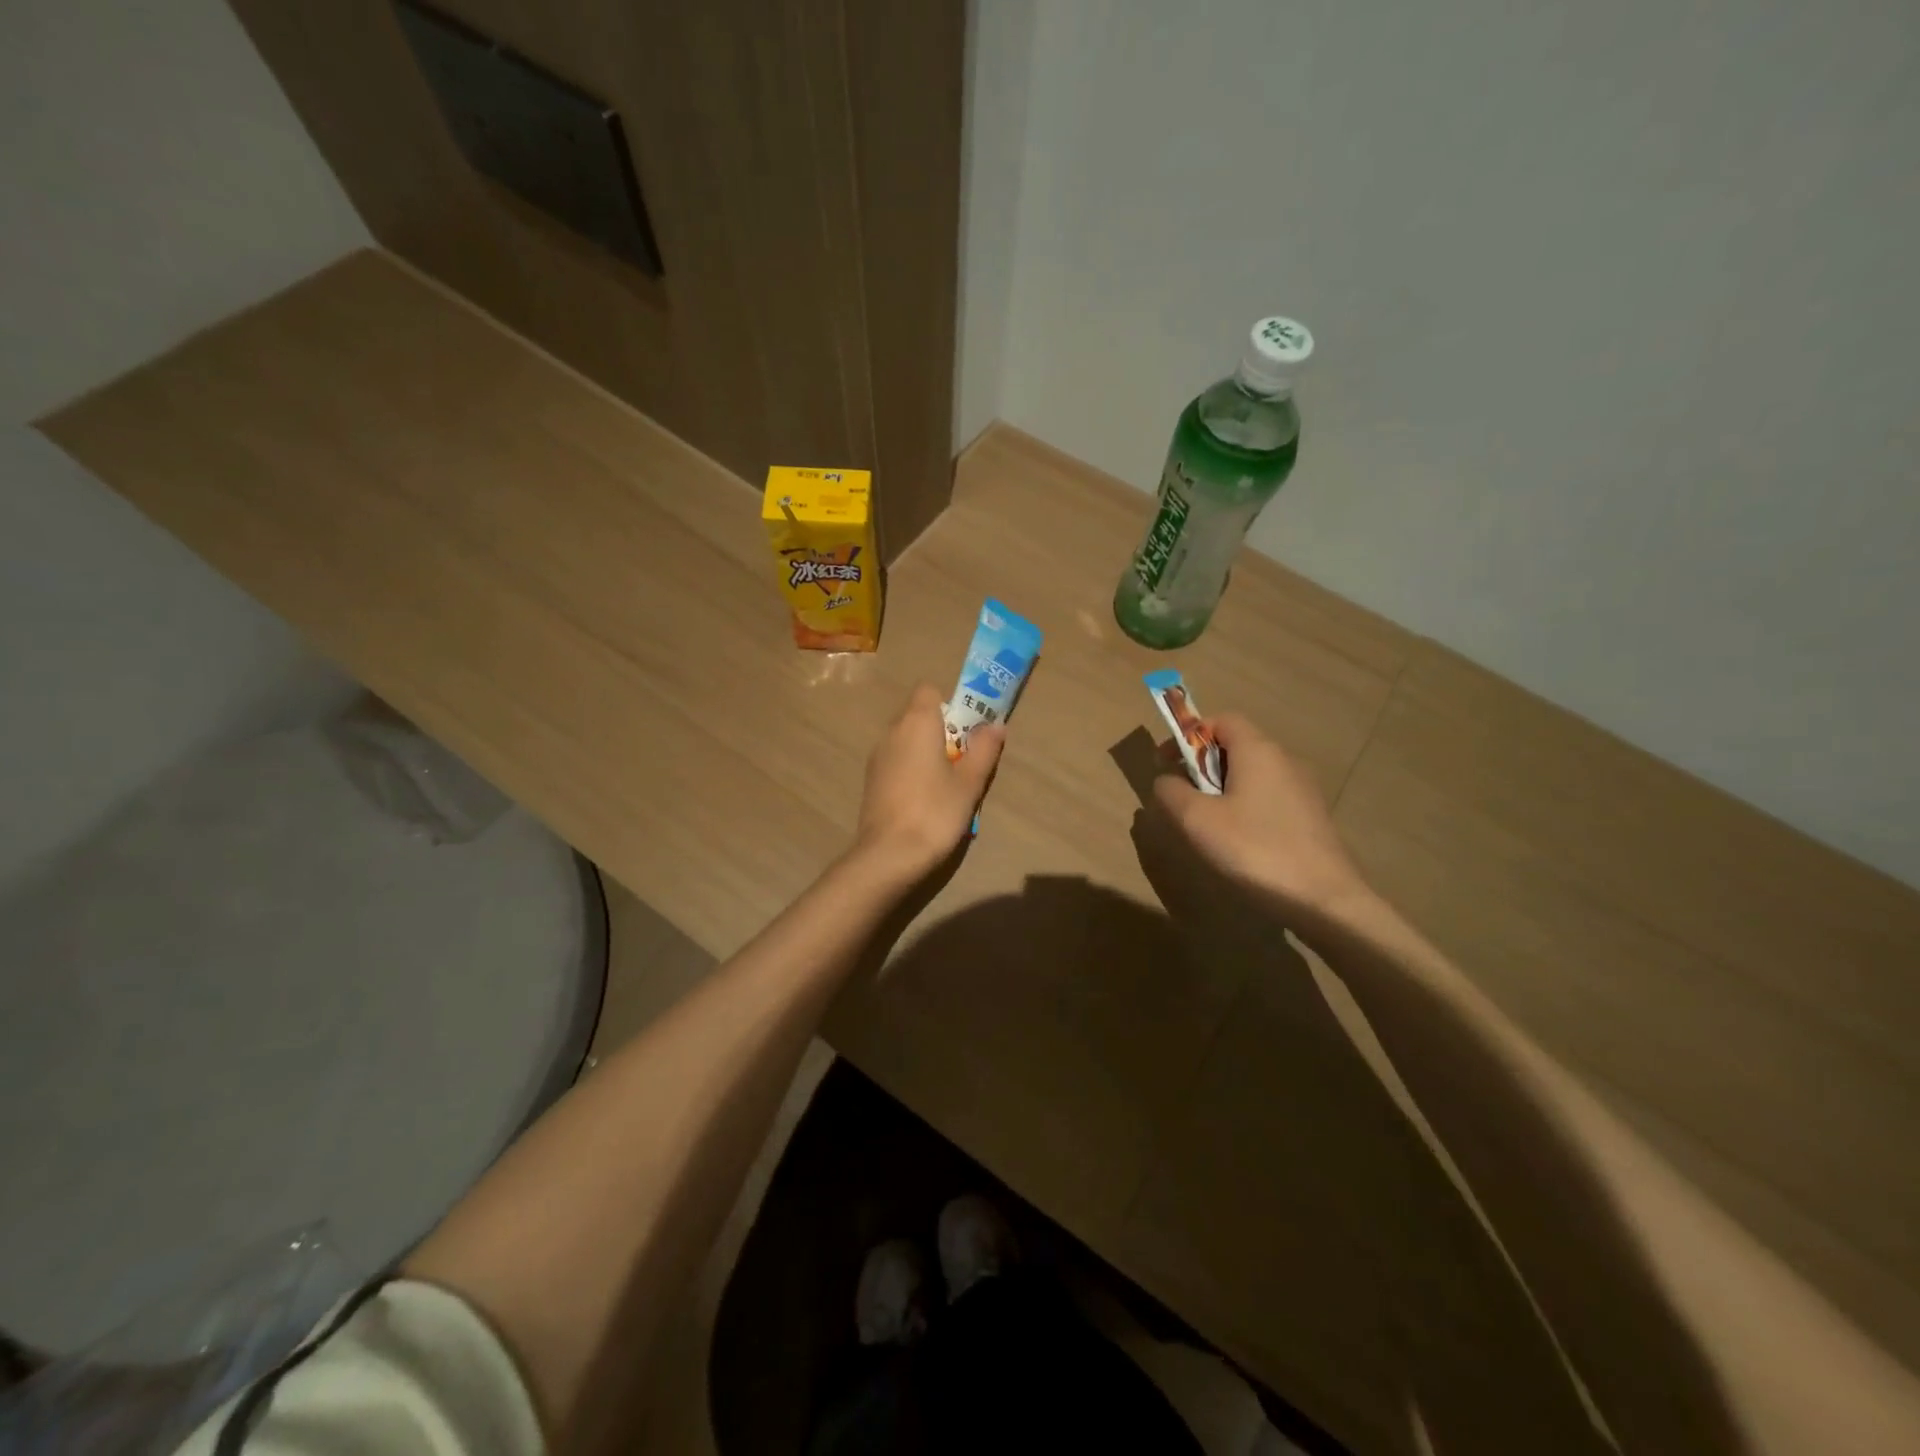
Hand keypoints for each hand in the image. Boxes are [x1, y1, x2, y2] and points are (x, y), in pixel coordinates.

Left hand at [854, 684, 1005, 879]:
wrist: (889, 855)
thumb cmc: (935, 812)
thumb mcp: (969, 782)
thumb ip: (984, 750)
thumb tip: (995, 725)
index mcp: (916, 722)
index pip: (929, 690)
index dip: (950, 704)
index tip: (967, 730)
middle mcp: (892, 731)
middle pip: (919, 715)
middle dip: (943, 730)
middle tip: (965, 760)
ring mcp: (877, 756)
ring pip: (907, 740)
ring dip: (927, 752)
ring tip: (947, 785)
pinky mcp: (871, 780)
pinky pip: (897, 761)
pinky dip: (912, 770)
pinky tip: (925, 800)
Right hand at [1150, 713, 1371, 926]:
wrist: (1323, 899)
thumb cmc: (1254, 849)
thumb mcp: (1197, 820)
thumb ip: (1171, 792)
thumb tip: (1166, 781)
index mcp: (1258, 750)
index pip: (1221, 719)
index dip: (1190, 734)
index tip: (1167, 763)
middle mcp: (1284, 760)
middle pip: (1236, 745)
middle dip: (1203, 764)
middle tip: (1182, 797)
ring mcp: (1303, 789)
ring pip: (1252, 774)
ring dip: (1223, 788)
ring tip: (1207, 824)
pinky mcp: (1311, 816)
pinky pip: (1268, 797)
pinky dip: (1245, 806)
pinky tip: (1238, 841)